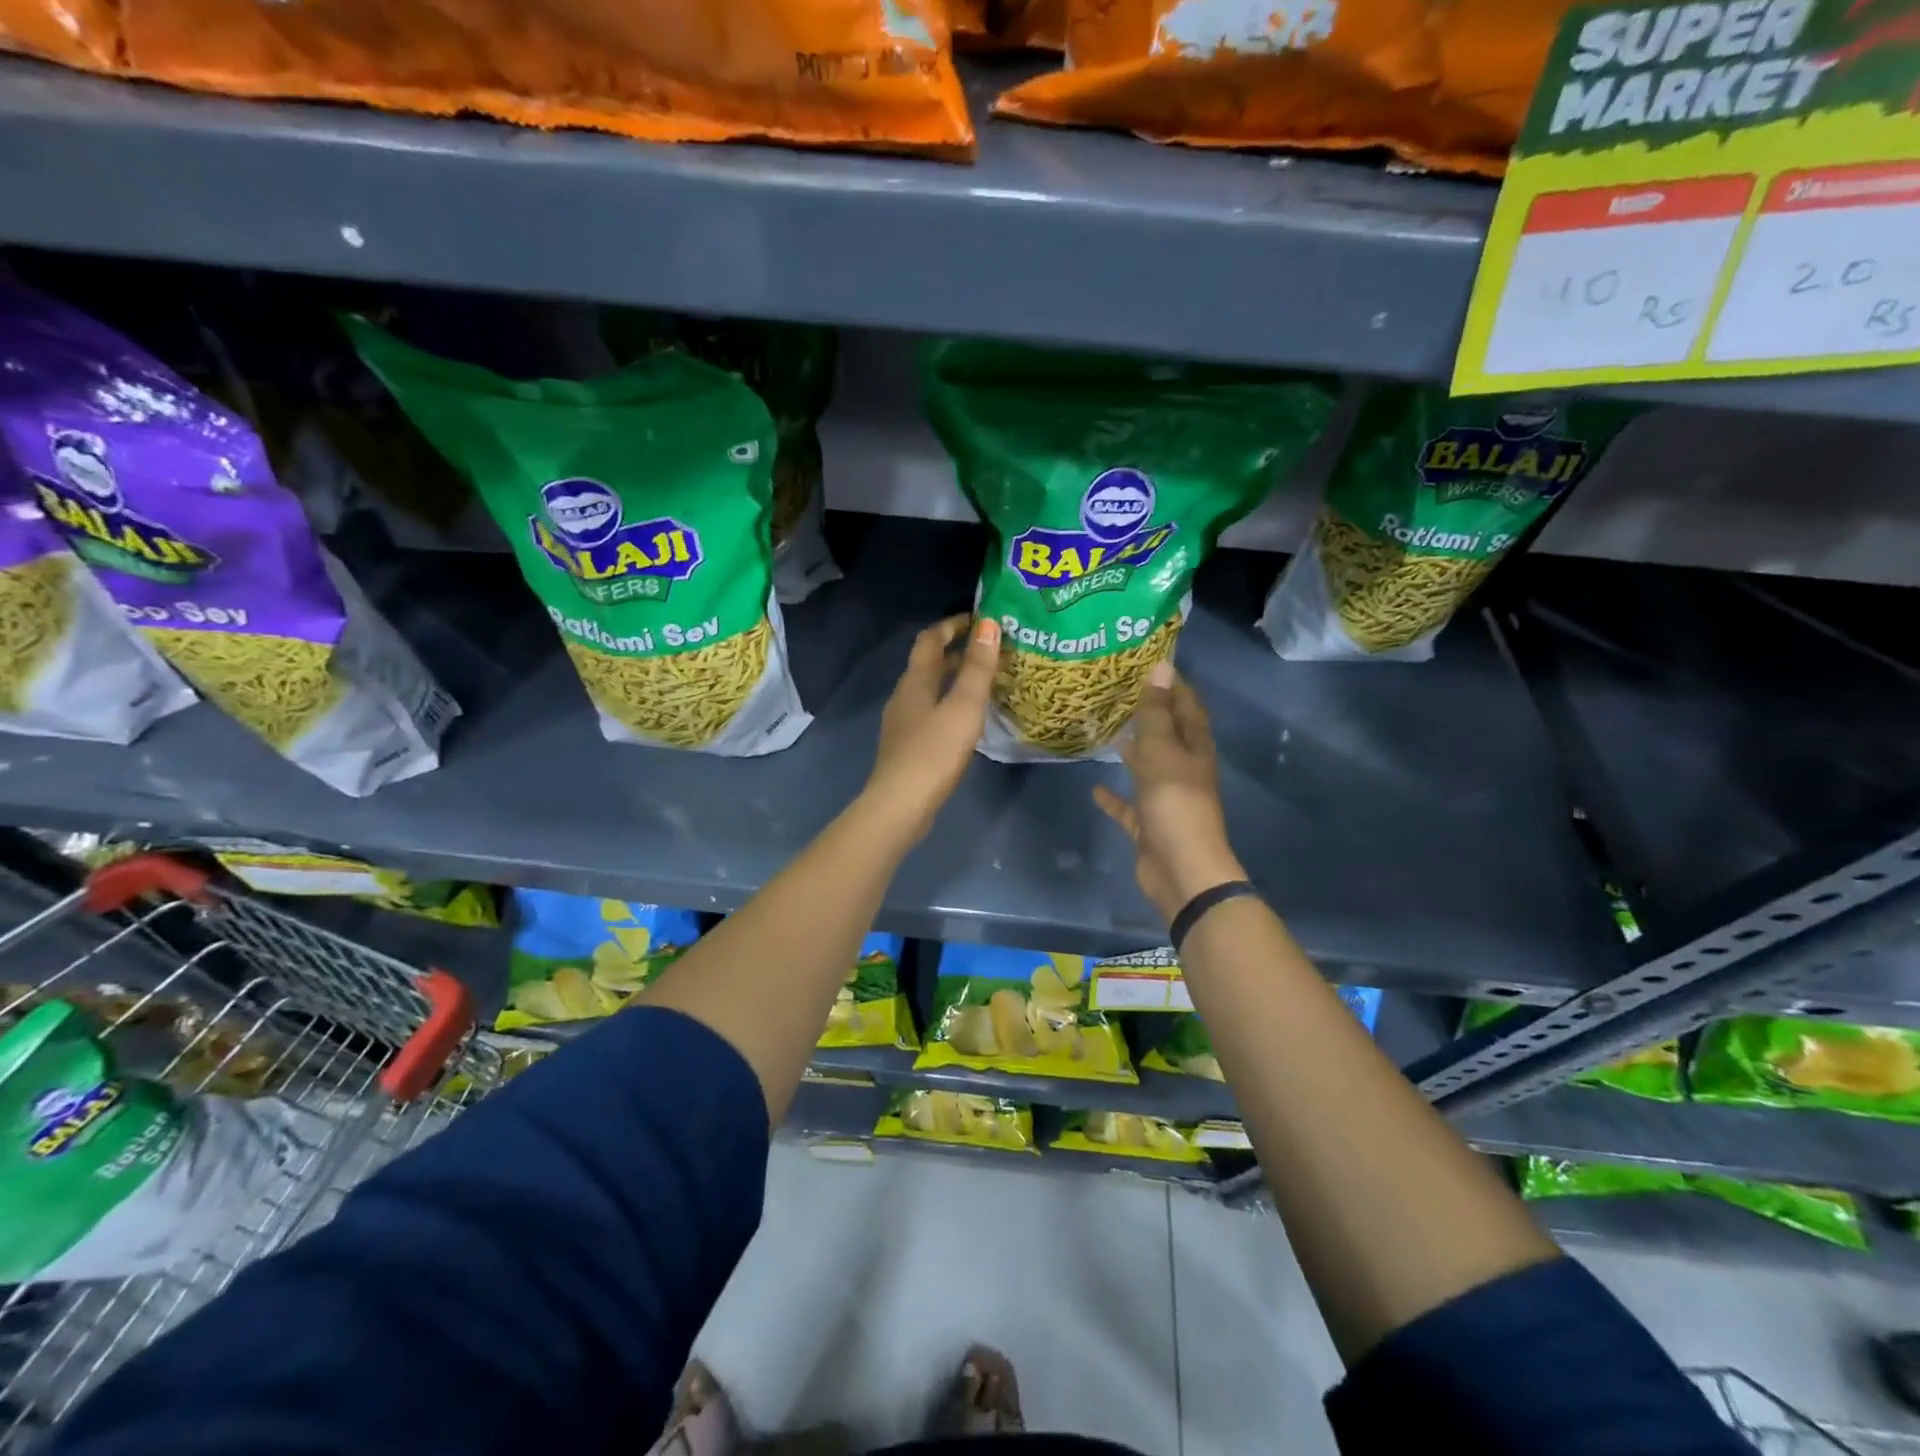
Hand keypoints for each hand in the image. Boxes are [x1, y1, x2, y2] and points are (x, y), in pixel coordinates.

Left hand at [861, 614, 1000, 844]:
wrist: (900, 805)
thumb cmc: (934, 752)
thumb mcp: (963, 706)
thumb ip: (977, 667)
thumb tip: (988, 624)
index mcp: (916, 681)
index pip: (931, 639)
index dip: (953, 625)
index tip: (981, 618)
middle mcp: (905, 695)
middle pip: (929, 663)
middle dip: (958, 651)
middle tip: (992, 650)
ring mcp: (903, 722)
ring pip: (930, 689)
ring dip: (955, 679)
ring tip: (986, 682)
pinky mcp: (908, 746)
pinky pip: (931, 712)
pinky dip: (950, 704)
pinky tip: (968, 720)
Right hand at [1093, 661, 1245, 923]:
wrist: (1181, 869)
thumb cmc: (1174, 804)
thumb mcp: (1162, 752)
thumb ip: (1157, 713)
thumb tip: (1161, 667)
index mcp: (1195, 749)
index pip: (1188, 707)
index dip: (1174, 685)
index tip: (1150, 662)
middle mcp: (1184, 770)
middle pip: (1168, 735)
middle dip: (1150, 714)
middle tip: (1121, 692)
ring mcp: (1166, 799)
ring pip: (1148, 768)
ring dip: (1133, 752)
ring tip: (1109, 730)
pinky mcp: (1149, 825)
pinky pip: (1129, 806)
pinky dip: (1114, 797)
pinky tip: (1095, 787)